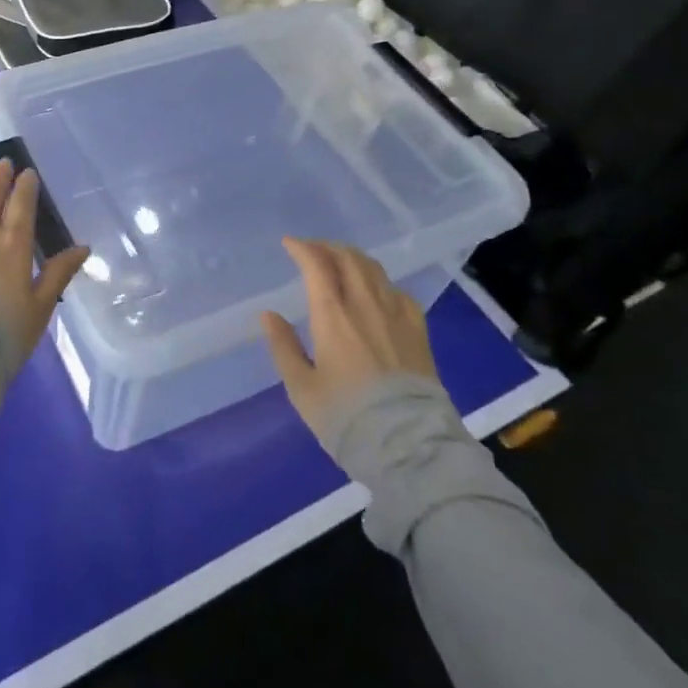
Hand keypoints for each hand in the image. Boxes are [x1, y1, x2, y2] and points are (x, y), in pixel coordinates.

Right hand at [259, 237, 443, 441]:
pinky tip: (377, 292)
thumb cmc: (345, 416)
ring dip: (353, 258)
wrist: (407, 444)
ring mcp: (396, 314)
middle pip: (348, 258)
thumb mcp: (302, 388)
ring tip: (341, 262)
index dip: (302, 248)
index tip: (289, 244)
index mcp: (333, 314)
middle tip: (313, 250)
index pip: (317, 264)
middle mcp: (365, 304)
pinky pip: (398, 292)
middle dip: (327, 247)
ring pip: (374, 270)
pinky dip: (381, 282)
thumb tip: (269, 315)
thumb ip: (283, 347)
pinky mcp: (418, 330)